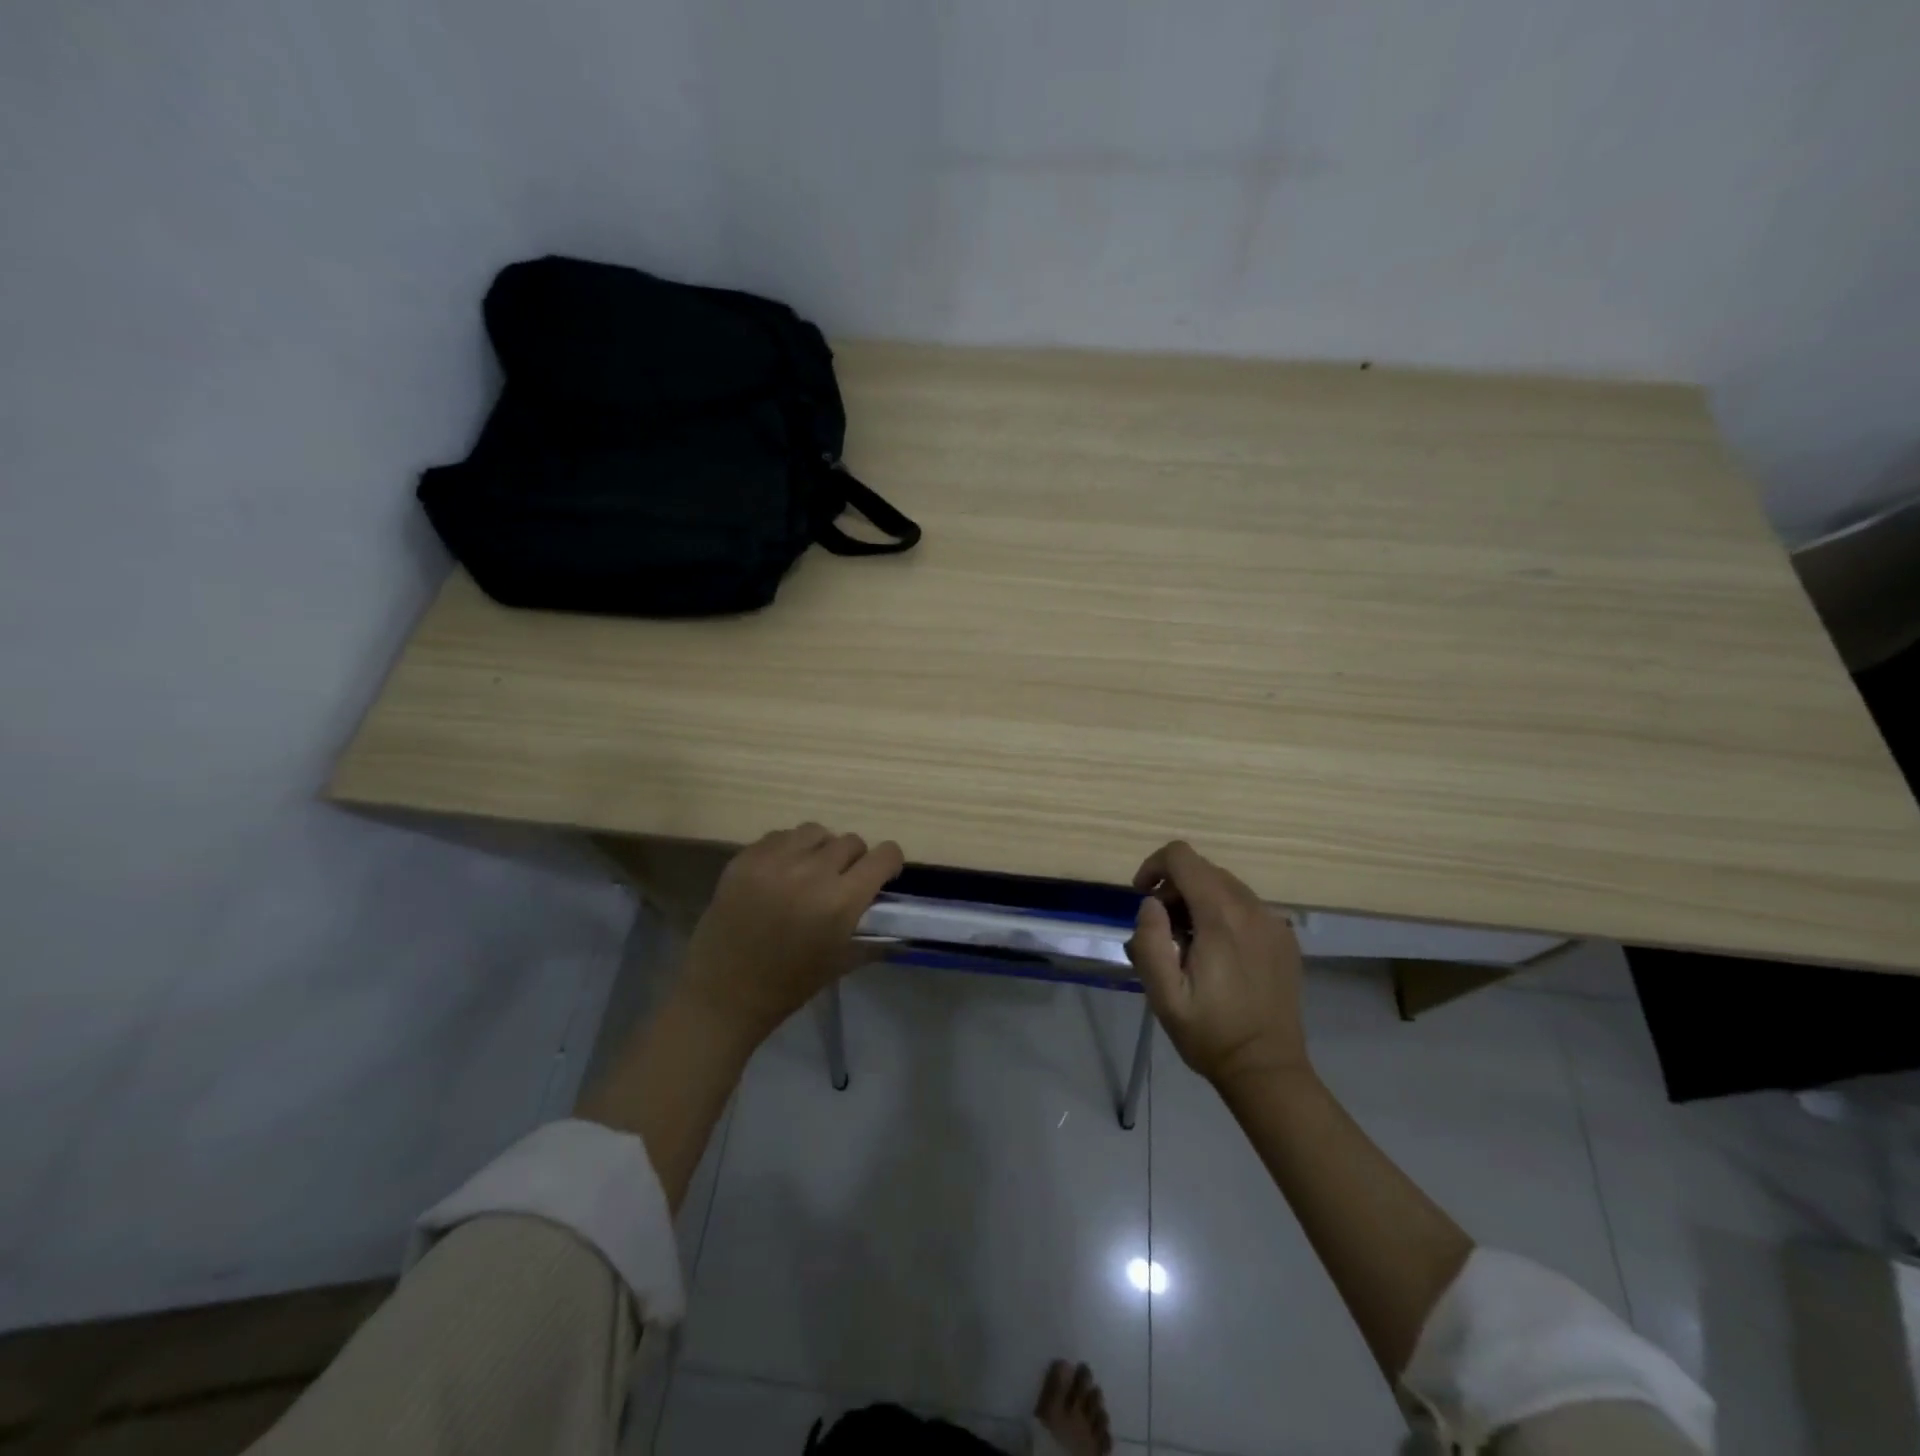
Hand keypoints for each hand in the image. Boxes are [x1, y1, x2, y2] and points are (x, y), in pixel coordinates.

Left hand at [677, 822, 903, 1046]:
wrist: (723, 994)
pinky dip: (788, 850)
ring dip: (820, 848)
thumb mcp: (842, 961)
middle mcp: (811, 872)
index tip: (882, 875)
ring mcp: (774, 861)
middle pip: (851, 841)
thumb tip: (894, 916)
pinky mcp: (745, 858)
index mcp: (841, 901)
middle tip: (841, 880)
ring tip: (809, 871)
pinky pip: (779, 836)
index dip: (889, 863)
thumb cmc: (789, 985)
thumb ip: (872, 933)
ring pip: (815, 831)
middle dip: (854, 859)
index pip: (884, 855)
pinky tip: (780, 874)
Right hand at [1126, 841, 1309, 1088]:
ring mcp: (1274, 922)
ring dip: (1197, 900)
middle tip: (1161, 931)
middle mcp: (1252, 909)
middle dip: (1174, 888)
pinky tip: (1216, 952)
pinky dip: (1222, 913)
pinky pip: (1246, 906)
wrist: (1267, 1069)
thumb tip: (1152, 903)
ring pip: (1225, 886)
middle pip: (1204, 870)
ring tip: (1186, 943)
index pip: (1183, 857)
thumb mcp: (1164, 995)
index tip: (1141, 896)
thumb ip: (1150, 941)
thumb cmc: (1210, 1034)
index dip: (1154, 866)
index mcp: (1221, 918)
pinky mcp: (1284, 937)